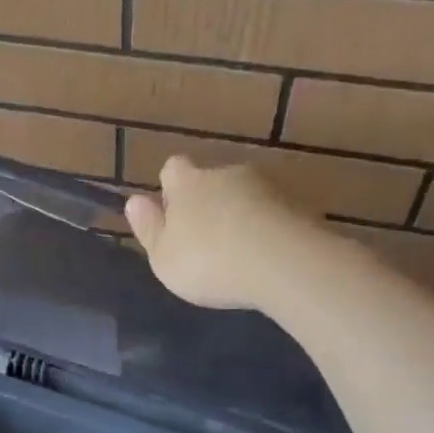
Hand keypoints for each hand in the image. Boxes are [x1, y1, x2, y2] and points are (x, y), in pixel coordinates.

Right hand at [124, 156, 310, 310]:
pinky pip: (275, 213)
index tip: (172, 215)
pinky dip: (268, 229)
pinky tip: (267, 258)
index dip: (170, 188)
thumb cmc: (210, 262)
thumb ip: (149, 228)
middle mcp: (227, 173)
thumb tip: (135, 200)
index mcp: (188, 184)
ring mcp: (267, 186)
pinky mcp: (299, 204)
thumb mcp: (164, 257)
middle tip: (207, 241)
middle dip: (209, 203)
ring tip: (241, 253)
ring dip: (241, 216)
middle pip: (212, 181)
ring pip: (246, 196)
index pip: (173, 168)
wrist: (285, 264)